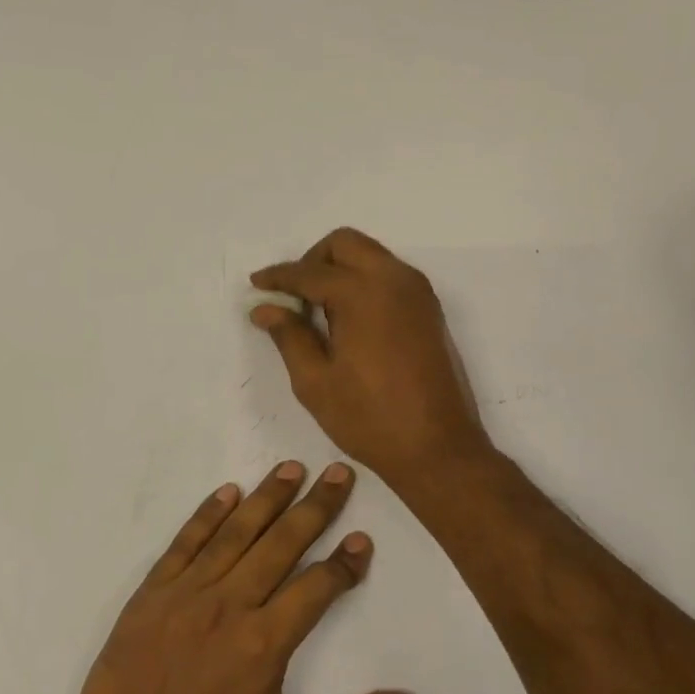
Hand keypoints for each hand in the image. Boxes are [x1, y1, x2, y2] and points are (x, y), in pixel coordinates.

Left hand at [73, 462, 416, 693]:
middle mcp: (229, 605)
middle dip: (314, 506)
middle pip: (280, 543)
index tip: (362, 538)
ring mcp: (186, 595)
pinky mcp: (151, 595)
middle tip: (337, 472)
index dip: (344, 562)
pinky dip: (206, 515)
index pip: (317, 586)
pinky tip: (227, 492)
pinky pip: (184, 544)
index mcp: (265, 642)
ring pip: (235, 533)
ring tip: (290, 468)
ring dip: (266, 498)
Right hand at [250, 228, 490, 486]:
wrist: (438, 449)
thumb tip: (265, 308)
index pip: (310, 272)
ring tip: (318, 309)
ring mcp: (418, 293)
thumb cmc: (369, 418)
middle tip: (293, 295)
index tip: (256, 285)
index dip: (278, 276)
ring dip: (340, 268)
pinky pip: (389, 274)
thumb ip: (289, 335)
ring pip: (370, 255)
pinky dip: (363, 280)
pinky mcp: (429, 310)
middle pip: (345, 244)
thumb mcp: (315, 381)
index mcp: (362, 294)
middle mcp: (394, 280)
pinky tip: (348, 318)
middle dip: (313, 260)